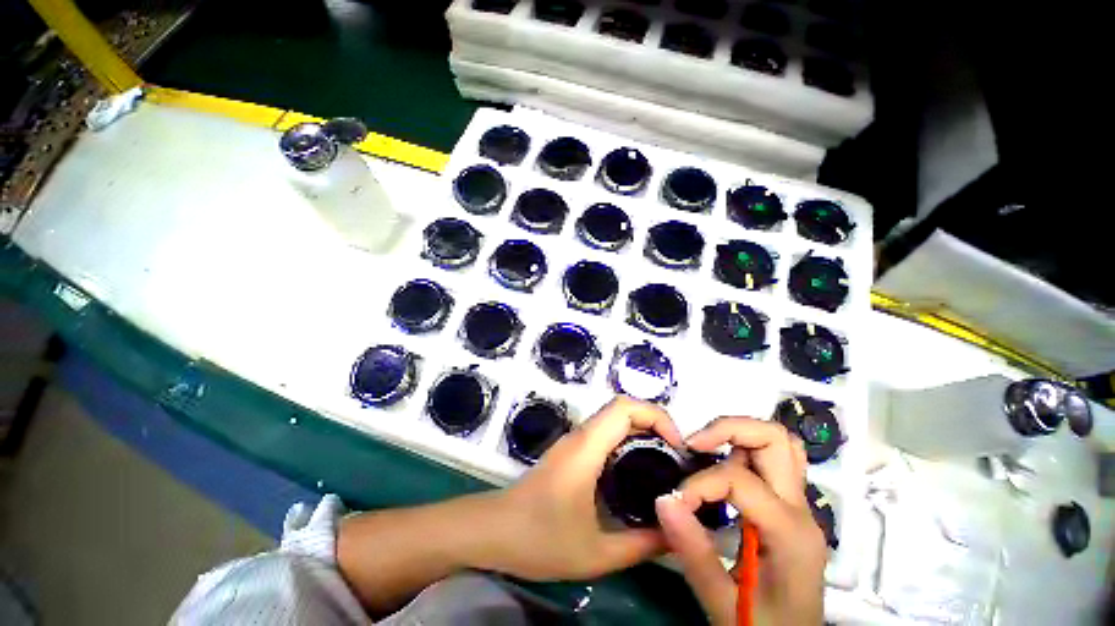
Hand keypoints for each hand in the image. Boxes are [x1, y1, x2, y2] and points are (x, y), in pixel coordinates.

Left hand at [483, 396, 682, 579]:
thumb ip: (641, 545)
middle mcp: (580, 435)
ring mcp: (573, 441)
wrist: (492, 531)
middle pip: (622, 408)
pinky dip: (626, 441)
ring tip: (663, 464)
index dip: (657, 416)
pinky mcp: (569, 451)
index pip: (625, 407)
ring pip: (612, 419)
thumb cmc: (539, 539)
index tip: (677, 446)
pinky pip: (604, 434)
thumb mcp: (596, 553)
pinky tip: (635, 473)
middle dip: (655, 423)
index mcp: (587, 447)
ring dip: (641, 431)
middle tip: (676, 457)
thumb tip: (677, 534)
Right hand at [654, 418, 826, 624]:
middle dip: (727, 429)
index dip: (698, 484)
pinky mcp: (789, 509)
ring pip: (778, 443)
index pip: (739, 480)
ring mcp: (800, 507)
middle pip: (774, 439)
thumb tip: (662, 499)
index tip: (674, 503)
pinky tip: (719, 465)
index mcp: (789, 533)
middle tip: (693, 444)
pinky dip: (744, 449)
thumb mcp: (724, 604)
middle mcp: (801, 510)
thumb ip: (693, 552)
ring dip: (738, 434)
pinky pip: (773, 460)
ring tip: (704, 448)